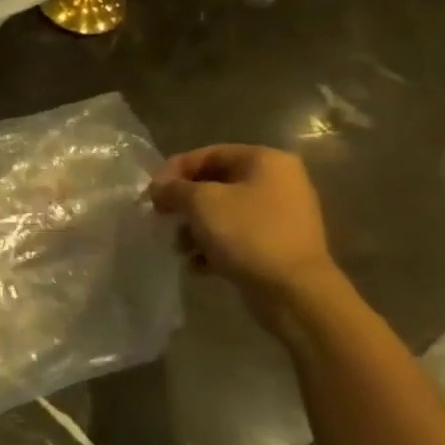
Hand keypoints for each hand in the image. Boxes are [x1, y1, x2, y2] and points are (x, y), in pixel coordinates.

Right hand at [148, 145, 337, 304]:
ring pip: (224, 212)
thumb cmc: (247, 233)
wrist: (293, 290)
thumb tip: (158, 188)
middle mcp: (278, 181)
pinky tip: (199, 265)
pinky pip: (237, 236)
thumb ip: (174, 188)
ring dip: (195, 228)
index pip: (208, 154)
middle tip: (161, 217)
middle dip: (184, 203)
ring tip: (180, 248)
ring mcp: (281, 214)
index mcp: (265, 161)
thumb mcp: (201, 202)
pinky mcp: (278, 244)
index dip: (174, 170)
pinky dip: (214, 246)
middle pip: (215, 184)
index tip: (152, 192)